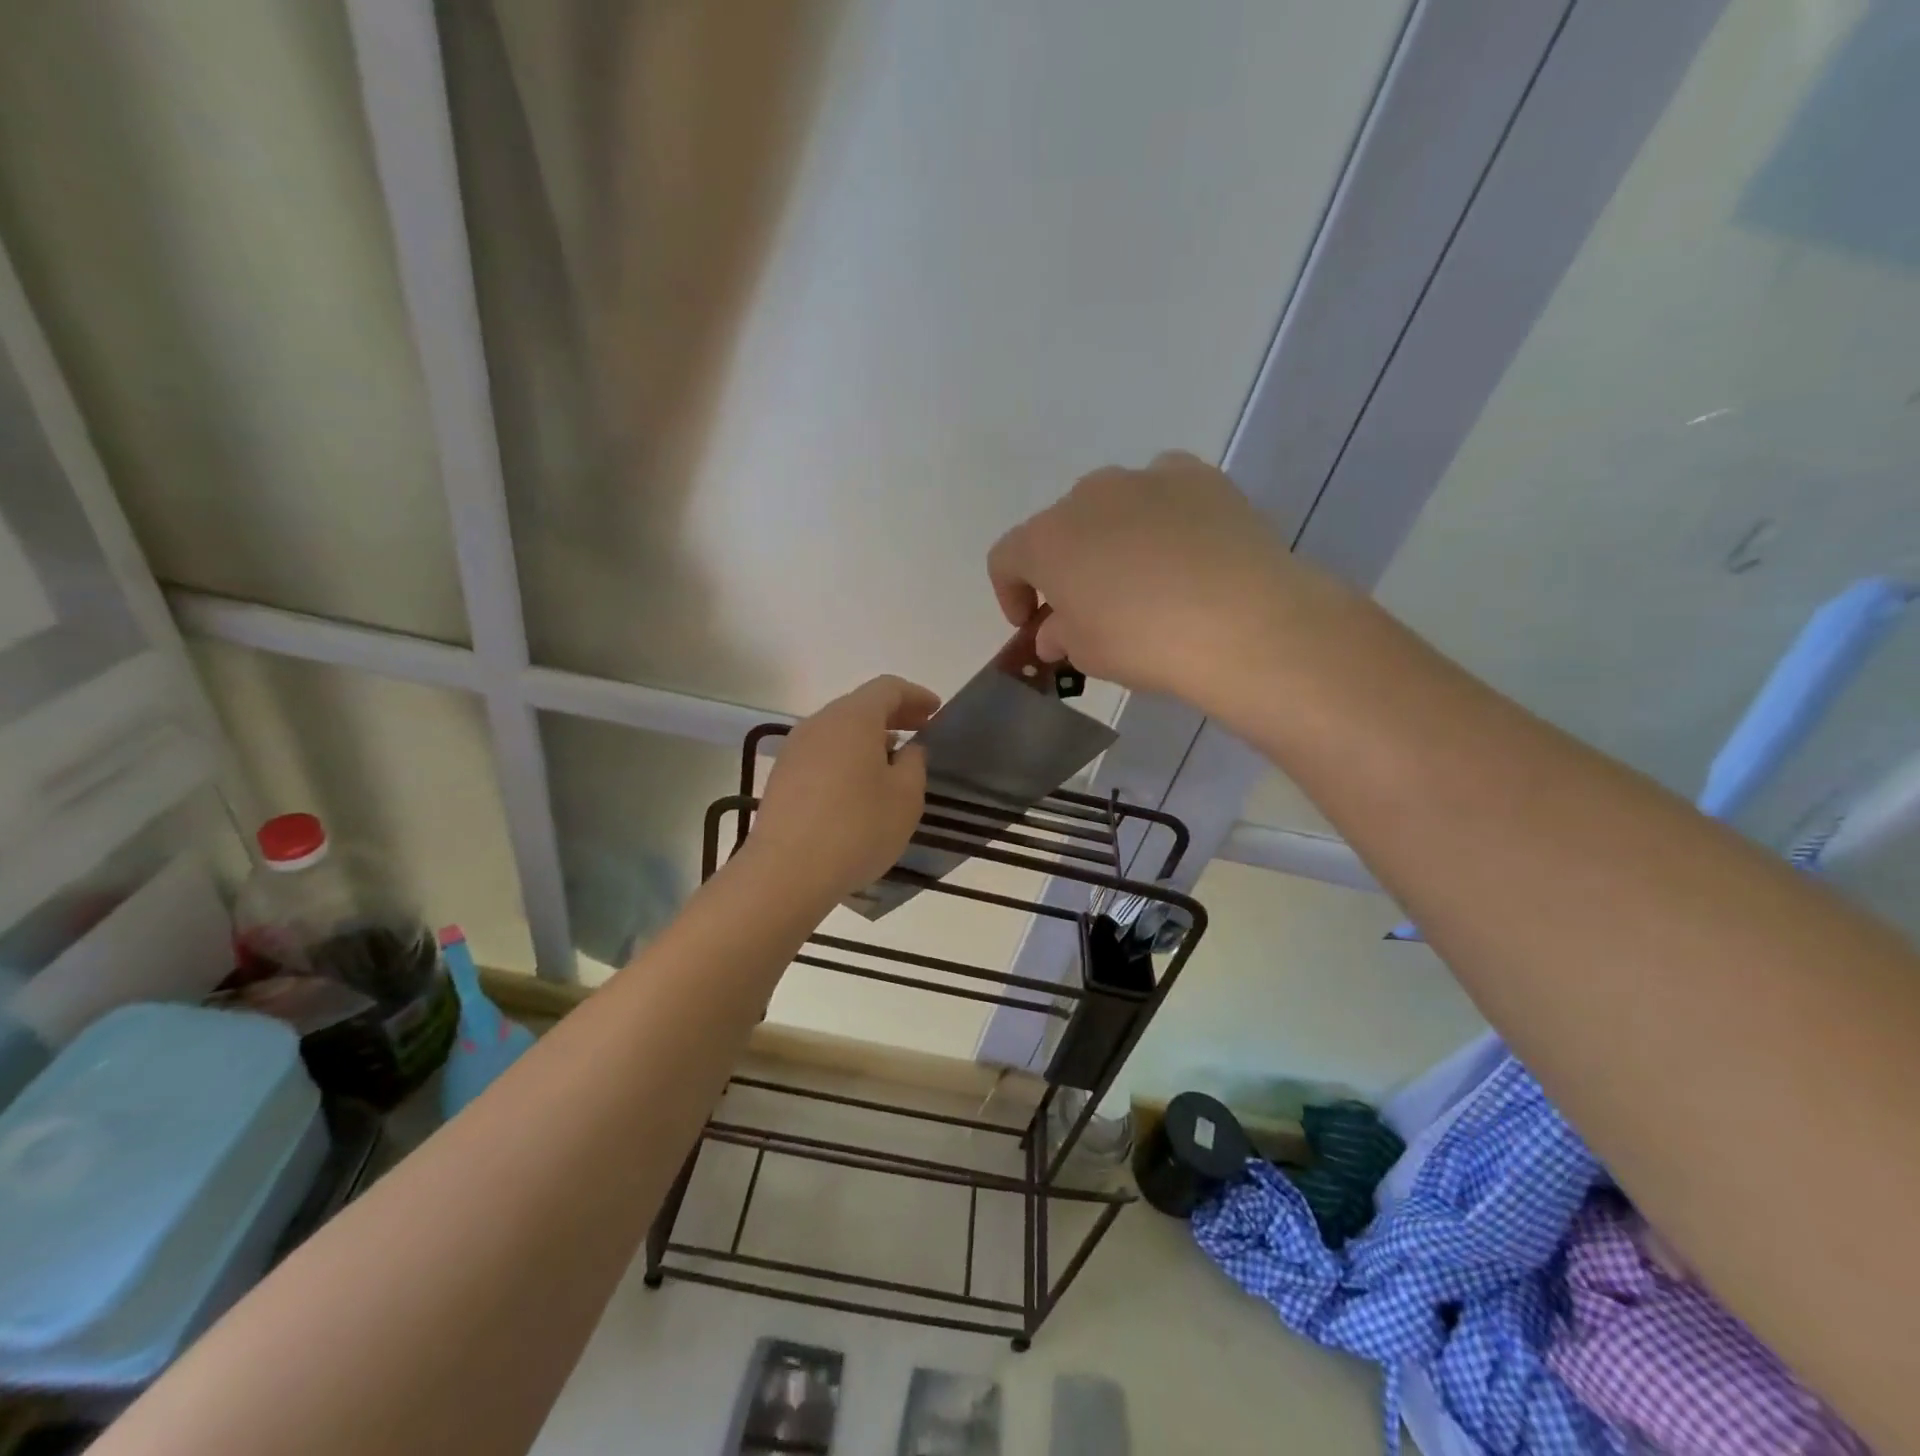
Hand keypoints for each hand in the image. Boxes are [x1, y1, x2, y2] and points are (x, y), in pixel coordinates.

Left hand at [748, 675, 940, 901]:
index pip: (888, 688)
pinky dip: (847, 757)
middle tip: (920, 733)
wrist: (787, 871)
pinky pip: (823, 753)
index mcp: (853, 717)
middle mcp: (820, 723)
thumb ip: (914, 763)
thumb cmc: (857, 828)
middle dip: (894, 715)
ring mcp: (795, 749)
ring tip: (892, 762)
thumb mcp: (905, 797)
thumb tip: (907, 749)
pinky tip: (859, 786)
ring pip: (839, 730)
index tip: (936, 712)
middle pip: (860, 705)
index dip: (916, 696)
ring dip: (869, 738)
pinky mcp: (782, 776)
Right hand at [988, 451, 1336, 706]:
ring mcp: (1146, 478)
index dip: (1010, 592)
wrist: (1242, 622)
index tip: (1029, 623)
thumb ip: (1059, 635)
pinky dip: (1160, 515)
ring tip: (1140, 576)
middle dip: (1065, 565)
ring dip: (1111, 537)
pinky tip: (1182, 549)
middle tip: (1086, 605)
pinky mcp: (1199, 476)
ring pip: (1112, 505)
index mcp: (1047, 540)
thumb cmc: (1144, 643)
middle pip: (1061, 528)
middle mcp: (1089, 496)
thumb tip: (1054, 631)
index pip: (1006, 559)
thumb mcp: (1087, 654)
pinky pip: (1163, 491)